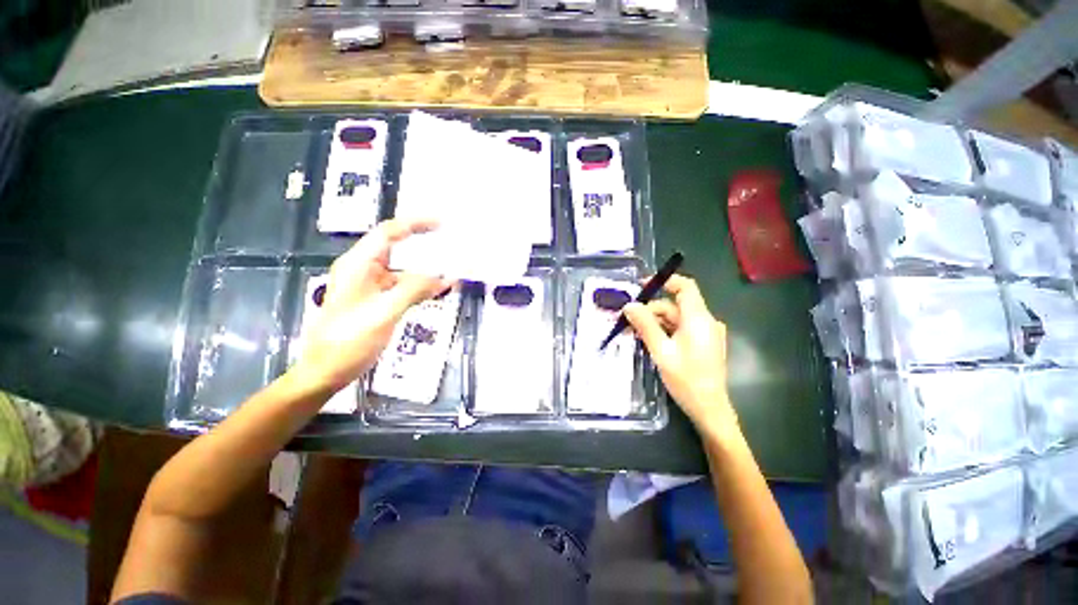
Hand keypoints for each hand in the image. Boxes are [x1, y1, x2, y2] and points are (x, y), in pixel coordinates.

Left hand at [294, 219, 452, 392]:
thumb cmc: (349, 341)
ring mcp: (368, 286)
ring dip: (425, 270)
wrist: (325, 371)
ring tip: (450, 270)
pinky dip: (420, 286)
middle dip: (423, 244)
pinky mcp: (374, 300)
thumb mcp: (384, 313)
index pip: (389, 233)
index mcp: (358, 265)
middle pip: (396, 247)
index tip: (441, 224)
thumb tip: (444, 276)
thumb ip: (414, 290)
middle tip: (449, 242)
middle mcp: (362, 270)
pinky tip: (436, 291)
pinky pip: (401, 286)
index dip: (415, 224)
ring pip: (401, 269)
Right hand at [622, 275, 735, 436]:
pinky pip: (682, 328)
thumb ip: (645, 325)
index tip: (642, 286)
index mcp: (699, 319)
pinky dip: (665, 330)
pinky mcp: (704, 342)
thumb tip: (629, 305)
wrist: (709, 409)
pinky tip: (651, 341)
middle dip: (651, 310)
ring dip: (656, 322)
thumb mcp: (661, 351)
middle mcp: (706, 321)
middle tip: (629, 321)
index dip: (665, 282)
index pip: (686, 287)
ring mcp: (706, 332)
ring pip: (676, 318)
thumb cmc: (686, 380)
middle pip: (675, 305)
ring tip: (636, 333)